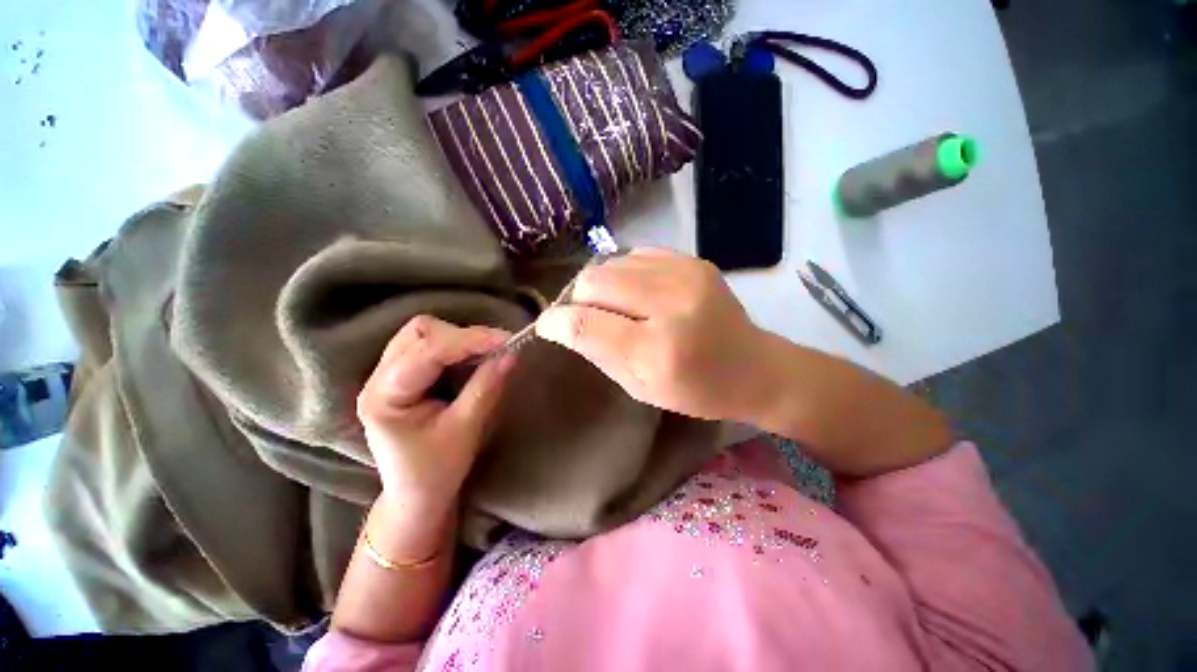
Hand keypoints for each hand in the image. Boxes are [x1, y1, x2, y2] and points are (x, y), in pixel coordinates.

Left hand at [357, 316, 515, 515]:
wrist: (417, 496)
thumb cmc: (437, 471)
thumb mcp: (465, 430)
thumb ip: (486, 388)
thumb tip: (511, 354)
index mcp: (384, 396)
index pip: (427, 351)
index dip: (470, 340)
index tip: (507, 340)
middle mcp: (379, 378)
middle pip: (420, 333)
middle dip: (463, 336)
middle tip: (498, 348)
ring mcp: (389, 375)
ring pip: (424, 334)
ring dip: (460, 338)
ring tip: (488, 352)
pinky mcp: (404, 376)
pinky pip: (430, 345)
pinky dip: (457, 346)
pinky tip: (475, 357)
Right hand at [536, 248, 772, 421]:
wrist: (753, 366)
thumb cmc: (696, 390)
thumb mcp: (641, 388)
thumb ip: (599, 353)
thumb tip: (564, 324)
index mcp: (657, 350)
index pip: (585, 324)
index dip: (556, 322)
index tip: (547, 325)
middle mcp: (670, 304)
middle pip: (594, 282)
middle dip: (577, 299)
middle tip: (584, 316)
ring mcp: (685, 275)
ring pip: (610, 263)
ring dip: (600, 285)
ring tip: (611, 304)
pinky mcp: (693, 261)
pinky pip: (635, 255)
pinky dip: (624, 273)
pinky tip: (634, 292)